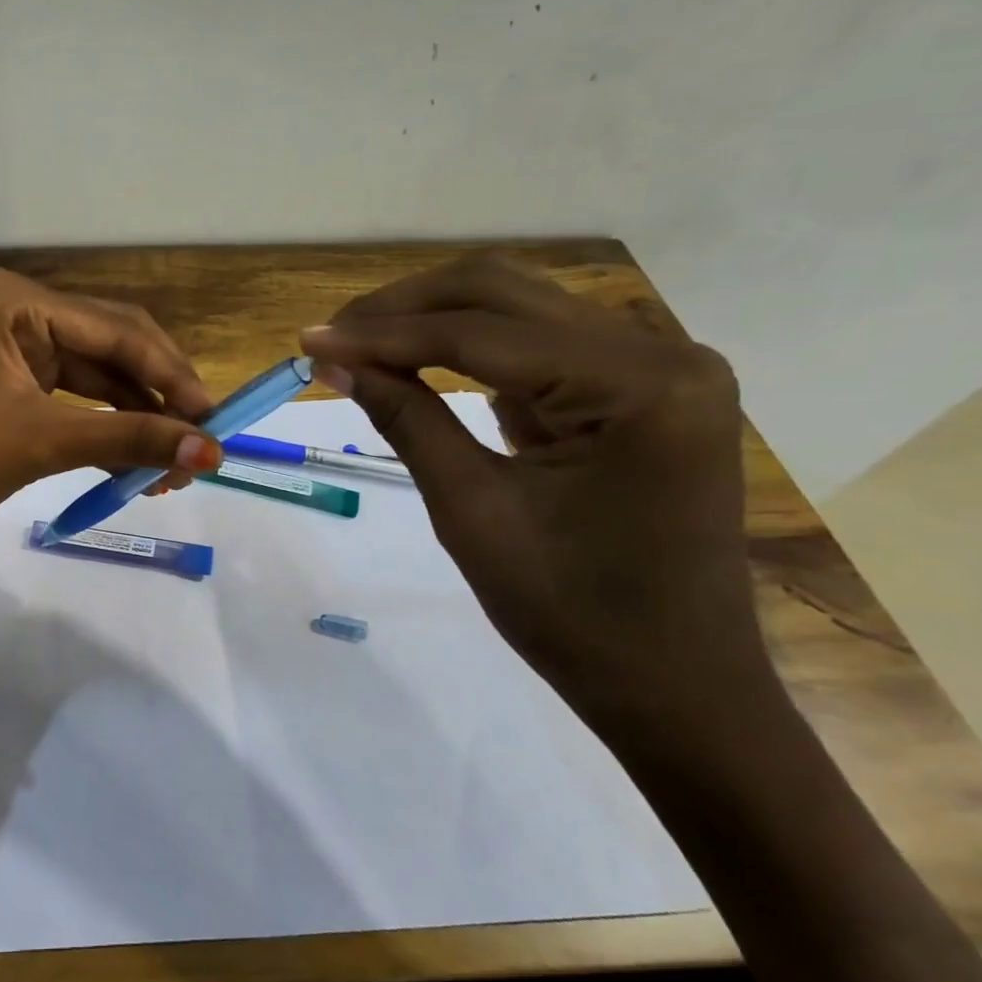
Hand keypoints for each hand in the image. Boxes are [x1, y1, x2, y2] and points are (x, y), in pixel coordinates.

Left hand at [0, 268, 221, 567]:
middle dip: (157, 395)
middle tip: (201, 440)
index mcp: (16, 301)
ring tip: (175, 462)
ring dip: (136, 418)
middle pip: (110, 347)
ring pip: (96, 378)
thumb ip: (129, 440)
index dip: (170, 375)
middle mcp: (17, 313)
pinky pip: (74, 401)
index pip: (115, 331)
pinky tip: (138, 460)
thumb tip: (210, 451)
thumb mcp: (42, 442)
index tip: (215, 420)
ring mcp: (12, 350)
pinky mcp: (10, 387)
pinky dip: (106, 429)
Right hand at [300, 253, 767, 731]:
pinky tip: (417, 364)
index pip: (481, 334)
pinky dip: (470, 349)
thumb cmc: (572, 614)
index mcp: (639, 385)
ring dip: (433, 321)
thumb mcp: (471, 510)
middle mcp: (661, 353)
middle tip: (332, 337)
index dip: (383, 334)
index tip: (308, 340)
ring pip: (519, 308)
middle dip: (406, 309)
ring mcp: (657, 367)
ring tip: (361, 347)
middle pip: (504, 294)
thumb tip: (331, 361)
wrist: (674, 687)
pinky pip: (538, 344)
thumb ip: (404, 419)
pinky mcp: (639, 388)